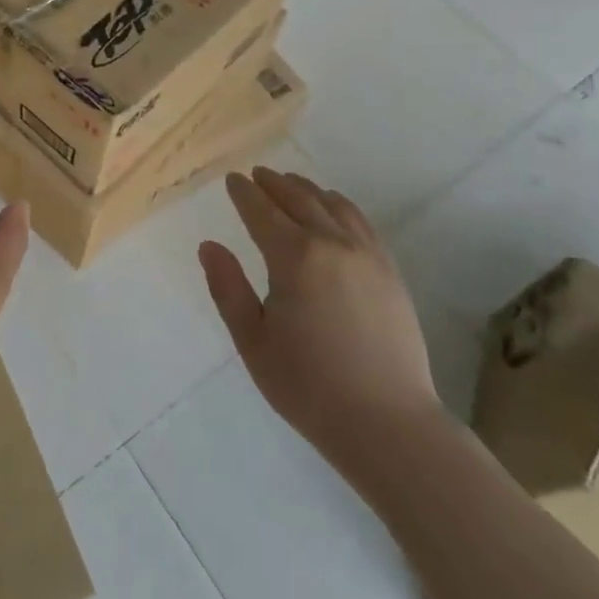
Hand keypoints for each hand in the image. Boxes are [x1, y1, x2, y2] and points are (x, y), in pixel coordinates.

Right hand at [200, 168, 438, 472]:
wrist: (388, 423)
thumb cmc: (309, 386)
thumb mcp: (253, 342)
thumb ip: (228, 288)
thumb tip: (209, 246)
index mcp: (295, 257)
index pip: (262, 211)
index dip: (244, 193)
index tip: (232, 179)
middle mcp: (332, 243)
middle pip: (298, 199)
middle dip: (274, 183)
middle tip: (257, 174)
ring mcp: (367, 255)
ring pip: (333, 205)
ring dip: (307, 189)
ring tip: (292, 183)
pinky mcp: (389, 271)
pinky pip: (361, 222)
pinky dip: (340, 205)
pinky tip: (334, 210)